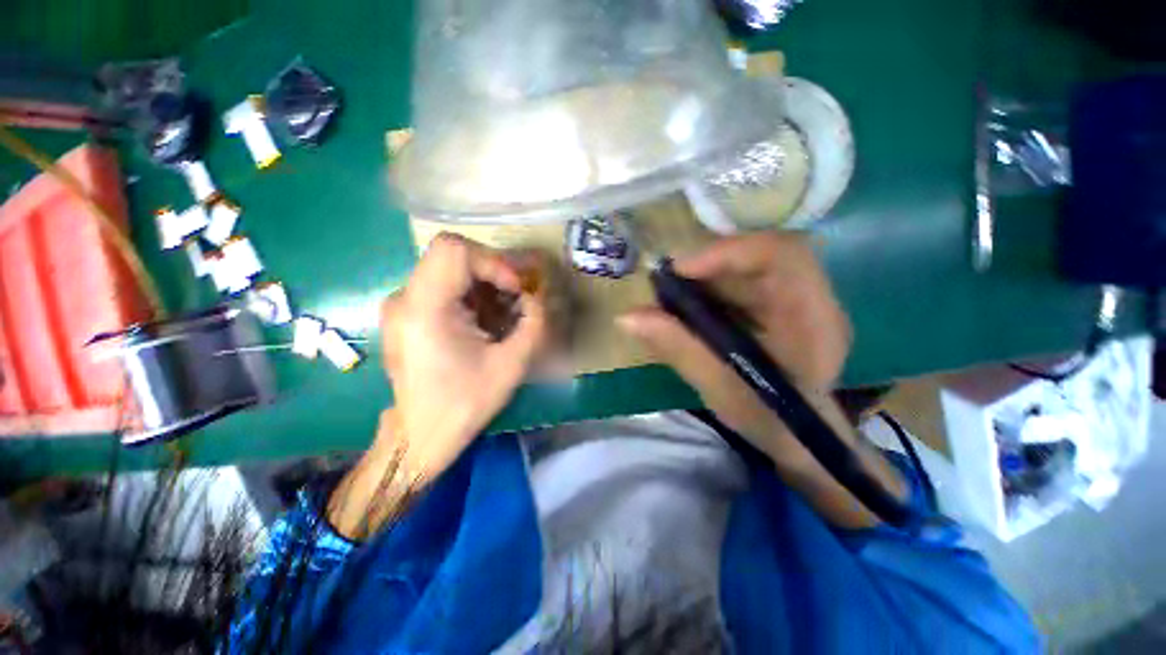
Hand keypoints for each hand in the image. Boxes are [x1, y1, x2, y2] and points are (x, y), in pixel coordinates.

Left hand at [379, 233, 546, 480]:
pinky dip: (470, 292)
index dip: (493, 261)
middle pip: (452, 254)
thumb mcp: (510, 366)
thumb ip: (533, 325)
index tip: (515, 289)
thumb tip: (538, 298)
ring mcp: (400, 304)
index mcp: (424, 310)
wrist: (421, 435)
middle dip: (492, 270)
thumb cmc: (464, 404)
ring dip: (483, 281)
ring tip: (503, 309)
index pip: (454, 251)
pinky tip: (483, 318)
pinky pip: (441, 284)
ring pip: (447, 267)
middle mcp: (403, 299)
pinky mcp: (405, 313)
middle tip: (516, 296)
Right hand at [618, 233, 851, 466]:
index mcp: (812, 318)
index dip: (727, 252)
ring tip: (673, 297)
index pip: (780, 255)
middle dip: (707, 265)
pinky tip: (692, 307)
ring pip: (749, 264)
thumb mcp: (718, 386)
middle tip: (666, 285)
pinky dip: (712, 286)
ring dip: (707, 275)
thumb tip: (626, 317)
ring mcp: (799, 298)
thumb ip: (676, 347)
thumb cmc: (768, 418)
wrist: (799, 436)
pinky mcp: (782, 303)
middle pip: (759, 254)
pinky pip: (744, 279)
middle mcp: (812, 298)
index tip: (678, 270)